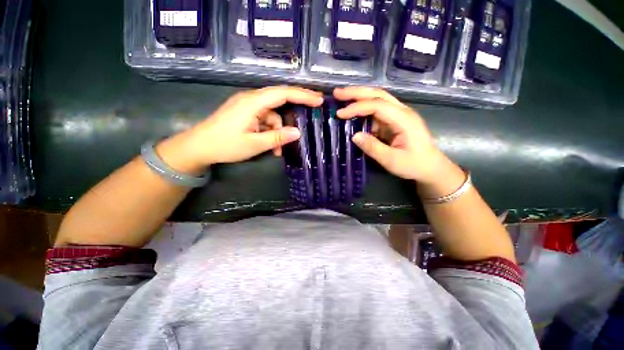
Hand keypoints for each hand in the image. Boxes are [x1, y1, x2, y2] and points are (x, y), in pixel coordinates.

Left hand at [157, 86, 322, 173]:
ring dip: (279, 131)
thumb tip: (298, 133)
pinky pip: (265, 120)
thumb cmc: (225, 145)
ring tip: (278, 149)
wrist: (198, 147)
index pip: (283, 93)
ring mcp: (248, 106)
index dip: (303, 95)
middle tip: (313, 108)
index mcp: (253, 102)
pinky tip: (270, 146)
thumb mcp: (254, 144)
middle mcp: (251, 99)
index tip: (319, 99)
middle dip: (297, 104)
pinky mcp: (246, 114)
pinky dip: (270, 132)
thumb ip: (277, 137)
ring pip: (273, 115)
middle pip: (280, 98)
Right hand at [334, 86, 455, 184]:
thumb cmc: (414, 165)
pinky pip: (377, 111)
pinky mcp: (394, 121)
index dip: (357, 108)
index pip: (377, 105)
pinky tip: (353, 111)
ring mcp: (398, 115)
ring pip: (377, 99)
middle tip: (337, 93)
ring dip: (359, 97)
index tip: (340, 114)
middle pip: (378, 94)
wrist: (430, 168)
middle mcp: (402, 111)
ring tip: (341, 98)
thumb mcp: (392, 161)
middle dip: (356, 92)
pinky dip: (363, 109)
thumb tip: (354, 136)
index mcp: (404, 119)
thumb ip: (373, 148)